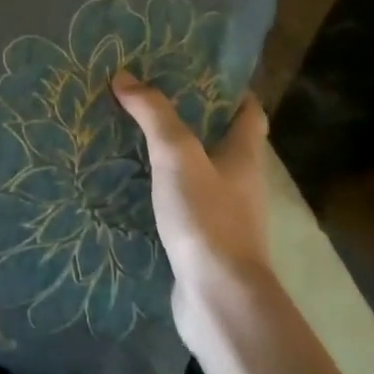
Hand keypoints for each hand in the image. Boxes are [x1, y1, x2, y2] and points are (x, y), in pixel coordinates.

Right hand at [112, 71, 272, 352]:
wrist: (219, 301)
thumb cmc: (208, 219)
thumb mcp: (177, 155)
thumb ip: (153, 114)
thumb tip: (124, 76)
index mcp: (244, 157)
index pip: (249, 113)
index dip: (231, 90)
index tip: (198, 71)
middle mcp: (239, 183)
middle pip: (219, 140)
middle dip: (188, 118)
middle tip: (147, 96)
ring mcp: (222, 216)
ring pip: (196, 172)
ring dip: (169, 155)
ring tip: (129, 134)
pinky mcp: (201, 242)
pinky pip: (179, 204)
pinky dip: (158, 189)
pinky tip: (128, 182)